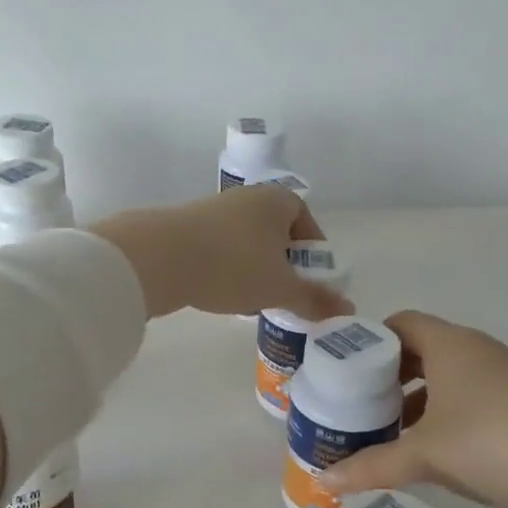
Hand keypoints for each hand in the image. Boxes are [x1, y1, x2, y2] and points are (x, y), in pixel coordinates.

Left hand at [92, 186, 355, 320]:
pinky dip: (227, 267)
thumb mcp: (280, 288)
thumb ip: (315, 299)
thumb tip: (349, 309)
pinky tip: (221, 292)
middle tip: (284, 291)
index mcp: (276, 200)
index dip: (312, 248)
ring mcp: (213, 210)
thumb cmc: (233, 265)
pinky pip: (219, 247)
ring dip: (254, 267)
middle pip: (275, 230)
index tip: (310, 277)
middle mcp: (246, 197)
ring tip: (253, 298)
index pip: (305, 218)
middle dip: (282, 261)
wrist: (159, 258)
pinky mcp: (186, 227)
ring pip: (246, 240)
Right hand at [321, 311, 507, 507]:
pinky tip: (426, 456)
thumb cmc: (494, 441)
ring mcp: (502, 383)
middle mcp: (476, 354)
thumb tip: (323, 482)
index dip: (369, 341)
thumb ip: (372, 466)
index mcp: (450, 345)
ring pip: (445, 384)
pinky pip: (467, 408)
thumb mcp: (426, 454)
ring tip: (382, 435)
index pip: (400, 324)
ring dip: (415, 405)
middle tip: (355, 406)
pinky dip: (443, 423)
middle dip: (387, 379)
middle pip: (420, 354)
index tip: (343, 370)